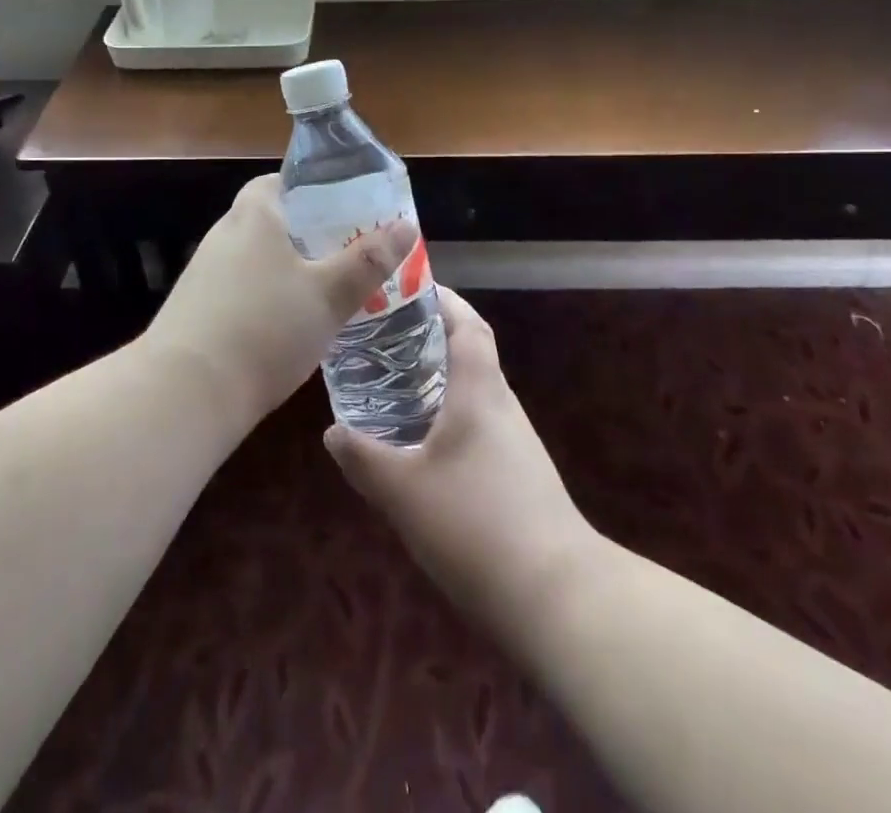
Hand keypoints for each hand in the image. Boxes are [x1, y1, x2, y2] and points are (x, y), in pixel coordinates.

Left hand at [144, 174, 418, 428]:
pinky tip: (287, 325)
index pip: (277, 182)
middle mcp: (223, 236)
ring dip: (286, 268)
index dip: (310, 189)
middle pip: (269, 220)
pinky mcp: (195, 309)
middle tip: (346, 251)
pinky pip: (239, 288)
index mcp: (253, 216)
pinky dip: (265, 296)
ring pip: (255, 258)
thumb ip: (367, 261)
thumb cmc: (265, 328)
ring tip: (326, 289)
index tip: (342, 208)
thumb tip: (406, 225)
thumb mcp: (328, 295)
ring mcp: (204, 274)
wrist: (185, 393)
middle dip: (306, 233)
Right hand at [324, 288, 596, 636]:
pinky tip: (422, 448)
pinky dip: (450, 419)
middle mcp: (503, 406)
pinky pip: (480, 427)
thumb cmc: (476, 525)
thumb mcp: (403, 493)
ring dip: (439, 383)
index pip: (468, 324)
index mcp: (480, 391)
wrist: (558, 597)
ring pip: (474, 394)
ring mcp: (517, 443)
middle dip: (430, 341)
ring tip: (393, 388)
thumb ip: (364, 458)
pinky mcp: (521, 477)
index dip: (443, 300)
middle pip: (470, 354)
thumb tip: (332, 431)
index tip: (408, 291)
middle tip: (384, 341)